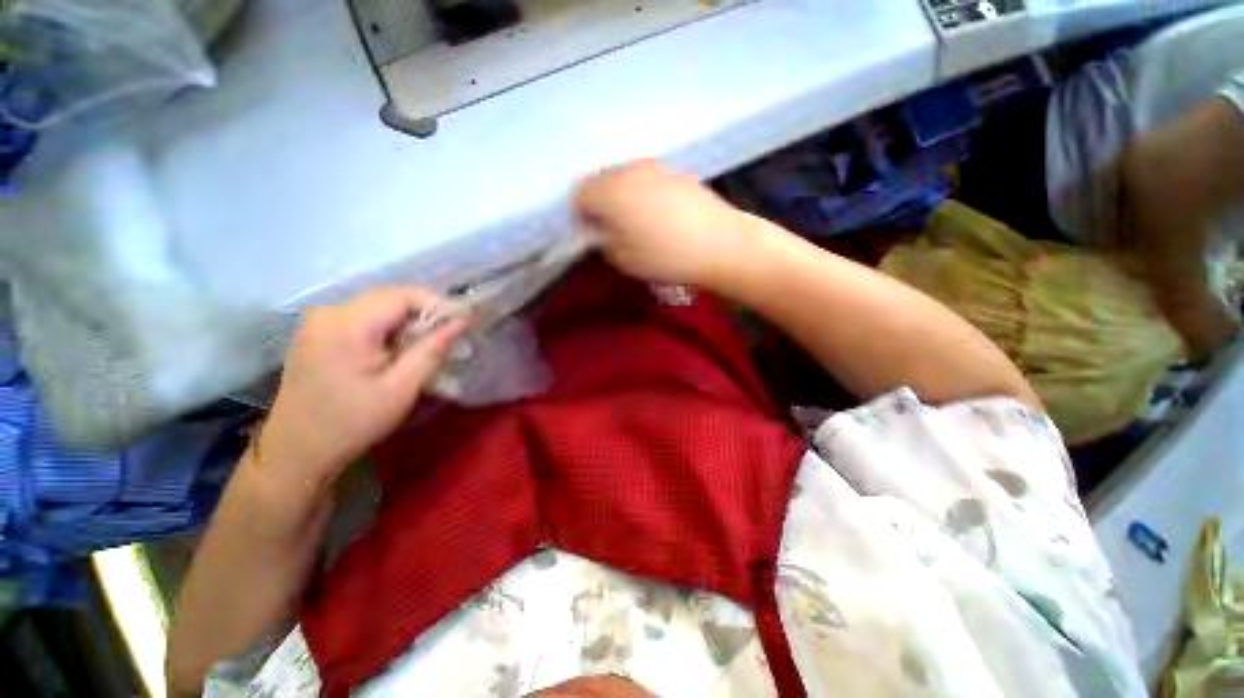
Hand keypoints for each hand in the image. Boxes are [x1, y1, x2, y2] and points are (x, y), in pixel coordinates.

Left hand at [258, 287, 467, 491]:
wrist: (297, 452)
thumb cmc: (352, 423)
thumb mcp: (401, 389)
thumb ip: (433, 350)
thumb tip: (462, 321)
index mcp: (346, 323)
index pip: (404, 295)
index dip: (440, 305)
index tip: (464, 324)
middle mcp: (329, 312)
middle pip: (391, 299)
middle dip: (426, 316)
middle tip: (450, 340)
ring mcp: (320, 321)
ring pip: (381, 309)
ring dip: (410, 325)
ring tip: (428, 350)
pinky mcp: (320, 332)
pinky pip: (366, 319)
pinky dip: (391, 331)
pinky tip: (399, 354)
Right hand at [575, 159, 756, 288]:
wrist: (721, 243)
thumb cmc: (667, 257)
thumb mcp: (624, 260)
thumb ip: (604, 242)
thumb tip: (601, 231)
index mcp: (610, 191)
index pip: (579, 193)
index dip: (582, 215)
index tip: (594, 235)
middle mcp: (629, 170)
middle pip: (600, 180)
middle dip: (600, 202)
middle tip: (613, 229)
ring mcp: (655, 167)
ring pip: (624, 177)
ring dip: (622, 196)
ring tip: (639, 223)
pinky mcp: (677, 171)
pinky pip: (647, 178)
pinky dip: (644, 193)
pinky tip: (661, 215)